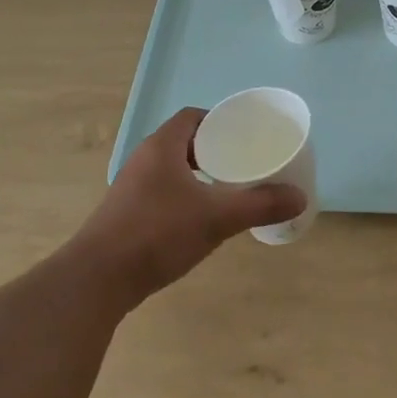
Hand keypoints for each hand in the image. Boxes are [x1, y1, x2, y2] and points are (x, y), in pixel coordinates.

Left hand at [69, 108, 305, 305]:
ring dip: (198, 174)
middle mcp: (144, 159)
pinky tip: (200, 218)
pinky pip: (162, 191)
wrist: (97, 280)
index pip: (192, 116)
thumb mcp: (216, 218)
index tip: (244, 135)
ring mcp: (131, 188)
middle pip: (184, 141)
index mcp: (162, 146)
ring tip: (228, 189)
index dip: (219, 121)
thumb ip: (259, 205)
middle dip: (214, 149)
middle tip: (244, 162)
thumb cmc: (157, 234)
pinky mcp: (125, 214)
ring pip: (172, 169)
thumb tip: (299, 197)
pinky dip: (184, 195)